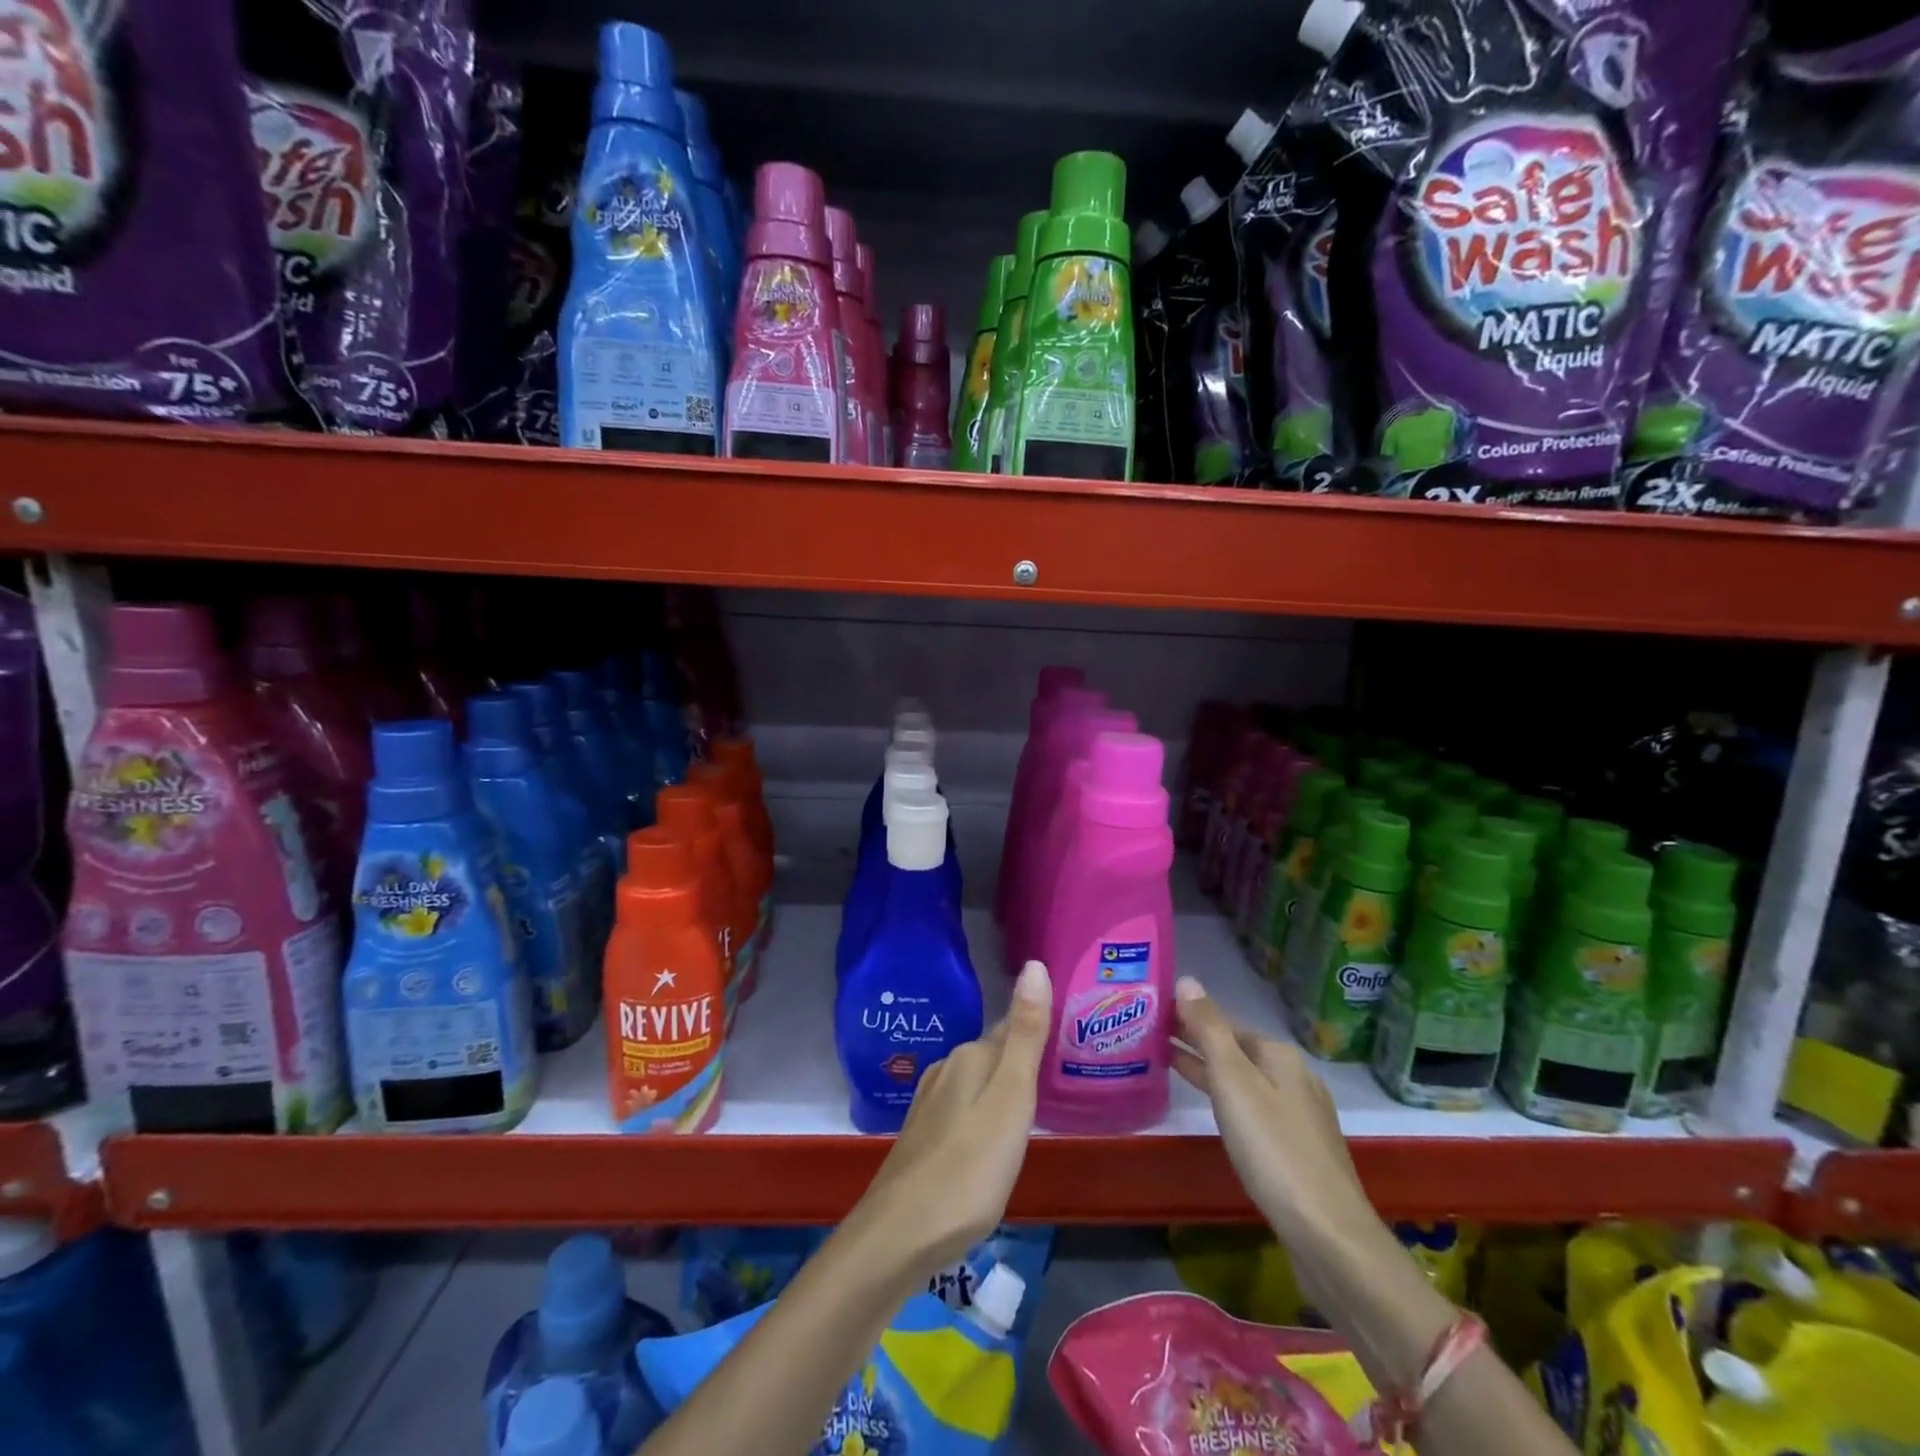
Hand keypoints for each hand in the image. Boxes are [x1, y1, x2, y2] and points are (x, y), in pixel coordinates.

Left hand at [857, 959, 1052, 1276]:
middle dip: (1022, 1058)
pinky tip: (993, 1140)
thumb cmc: (968, 1169)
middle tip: (1060, 1073)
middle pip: (994, 1054)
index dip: (1039, 1030)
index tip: (1068, 1035)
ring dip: (1002, 1088)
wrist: (898, 1236)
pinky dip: (984, 1115)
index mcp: (970, 1058)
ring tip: (1033, 1107)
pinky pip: (963, 1111)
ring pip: (977, 1083)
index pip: (1013, 1028)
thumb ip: (1025, 1035)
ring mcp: (930, 1105)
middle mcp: (946, 1071)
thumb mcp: (1010, 1100)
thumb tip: (1034, 964)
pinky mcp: (923, 1138)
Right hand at [1170, 976, 1370, 1243]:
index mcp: (1279, 1055)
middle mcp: (1293, 1076)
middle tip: (1149, 1034)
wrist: (1328, 1234)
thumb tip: (1187, 980)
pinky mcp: (1297, 1148)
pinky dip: (1224, 1098)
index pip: (1224, 1023)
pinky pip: (1251, 1107)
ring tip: (1166, 1063)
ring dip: (1207, 1069)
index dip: (1188, 1016)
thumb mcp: (1233, 1082)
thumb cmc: (1273, 1149)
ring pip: (1242, 1079)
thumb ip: (1209, 1030)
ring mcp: (1298, 1114)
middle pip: (1235, 1050)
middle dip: (1196, 1040)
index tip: (1151, 1012)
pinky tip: (1212, 1109)